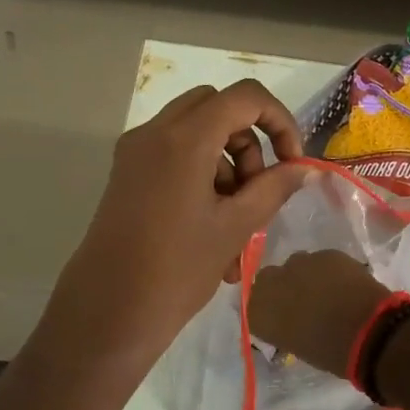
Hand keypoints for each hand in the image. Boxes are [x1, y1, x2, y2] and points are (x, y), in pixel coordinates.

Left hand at [0, 81, 310, 409]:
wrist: (107, 312)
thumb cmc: (176, 269)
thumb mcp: (236, 227)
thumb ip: (274, 188)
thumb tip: (302, 168)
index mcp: (184, 138)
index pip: (245, 96)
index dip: (279, 120)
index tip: (292, 162)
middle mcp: (155, 132)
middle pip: (217, 108)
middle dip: (249, 142)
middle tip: (259, 189)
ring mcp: (136, 152)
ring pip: (197, 134)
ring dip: (228, 167)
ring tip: (240, 228)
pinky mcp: (128, 175)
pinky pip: (175, 157)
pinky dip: (203, 179)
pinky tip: (215, 233)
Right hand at [247, 249, 392, 378]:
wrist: (368, 331)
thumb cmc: (330, 352)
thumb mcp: (296, 345)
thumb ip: (284, 327)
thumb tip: (290, 322)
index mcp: (259, 312)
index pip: (253, 305)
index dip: (269, 309)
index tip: (282, 318)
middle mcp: (271, 282)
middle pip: (269, 279)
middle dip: (282, 287)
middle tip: (302, 303)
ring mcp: (299, 263)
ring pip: (296, 265)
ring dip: (305, 276)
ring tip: (325, 292)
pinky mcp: (325, 253)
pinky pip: (321, 261)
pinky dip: (328, 271)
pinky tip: (343, 284)